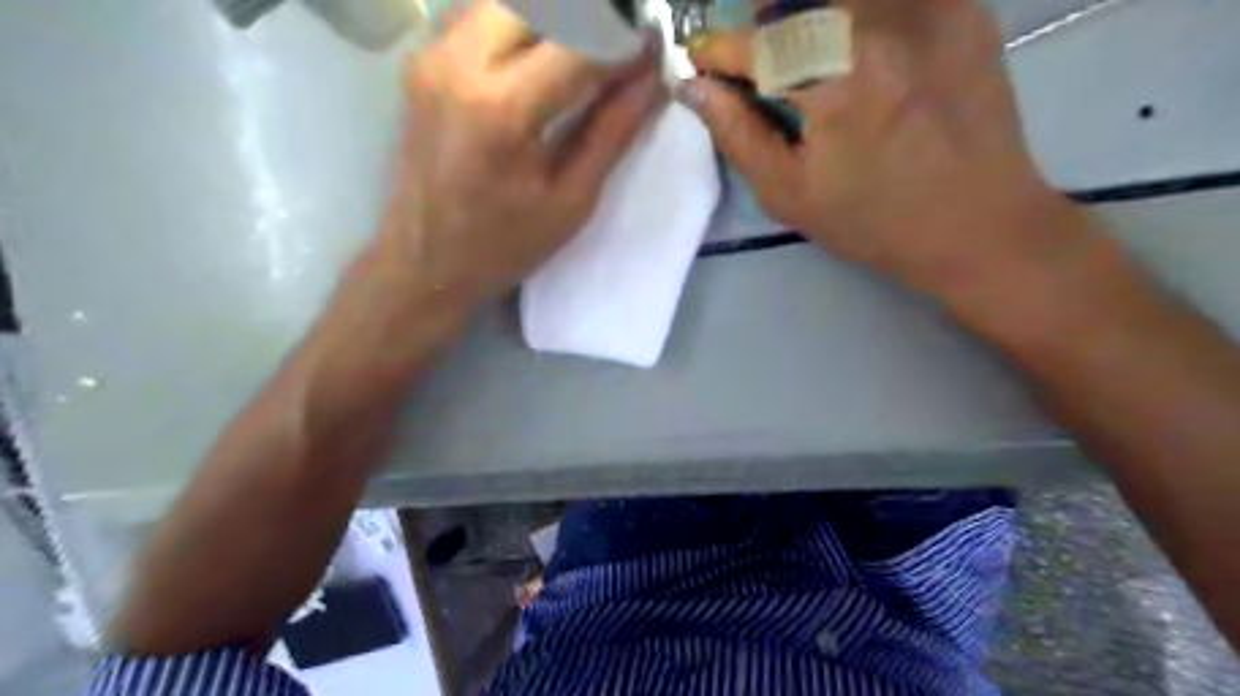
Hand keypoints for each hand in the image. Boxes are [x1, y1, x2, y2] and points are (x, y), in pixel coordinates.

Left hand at [379, 0, 669, 313]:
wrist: (422, 261)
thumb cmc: (503, 247)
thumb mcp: (571, 201)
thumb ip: (612, 132)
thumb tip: (651, 80)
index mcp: (502, 109)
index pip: (579, 43)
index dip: (623, 42)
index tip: (652, 50)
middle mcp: (460, 62)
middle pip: (541, 5)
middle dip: (590, 20)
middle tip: (618, 51)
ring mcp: (432, 55)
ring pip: (508, 2)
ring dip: (555, 20)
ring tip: (584, 56)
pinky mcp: (422, 60)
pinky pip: (481, 16)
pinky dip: (520, 26)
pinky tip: (540, 58)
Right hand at [682, 1, 1098, 310]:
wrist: (978, 224)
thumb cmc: (874, 222)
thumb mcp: (790, 194)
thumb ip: (738, 135)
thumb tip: (696, 90)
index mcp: (838, 78)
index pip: (757, 42)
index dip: (719, 50)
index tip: (700, 63)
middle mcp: (885, 20)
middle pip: (797, 0)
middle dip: (764, 26)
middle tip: (758, 67)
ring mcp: (931, 5)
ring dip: (807, 18)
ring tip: (804, 61)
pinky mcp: (963, 5)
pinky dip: (857, 16)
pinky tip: (858, 55)